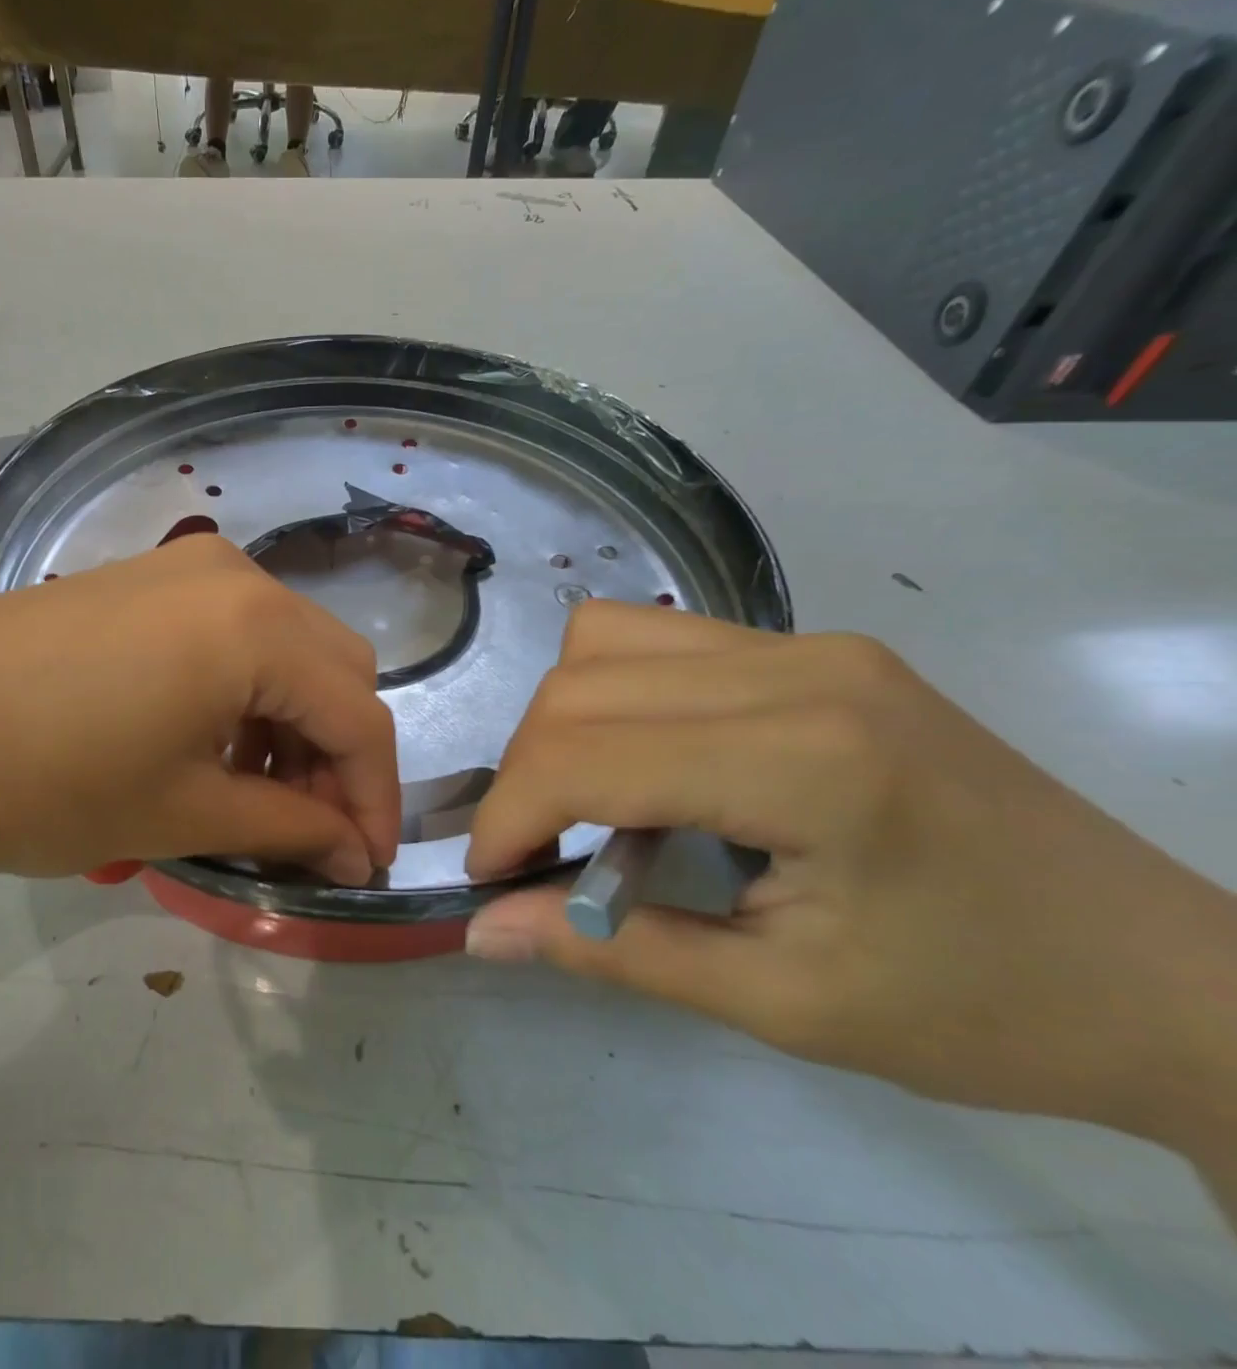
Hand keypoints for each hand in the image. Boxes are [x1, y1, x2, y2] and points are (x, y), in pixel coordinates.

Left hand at [0, 534, 398, 884]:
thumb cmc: (38, 780)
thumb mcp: (179, 813)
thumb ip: (290, 829)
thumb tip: (354, 854)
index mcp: (257, 627)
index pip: (360, 719)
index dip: (375, 802)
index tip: (365, 871)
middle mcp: (237, 576)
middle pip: (336, 672)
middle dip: (339, 758)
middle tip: (308, 833)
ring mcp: (187, 568)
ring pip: (289, 651)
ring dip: (294, 726)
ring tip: (256, 797)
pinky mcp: (146, 580)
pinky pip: (235, 634)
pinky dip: (248, 694)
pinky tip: (211, 745)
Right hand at [463, 601, 1236, 1149]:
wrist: (1175, 977)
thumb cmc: (982, 1011)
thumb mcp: (781, 1003)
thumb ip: (613, 951)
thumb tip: (483, 930)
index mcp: (803, 759)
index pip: (586, 755)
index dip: (510, 815)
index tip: (490, 878)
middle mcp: (797, 668)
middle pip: (580, 684)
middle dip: (526, 771)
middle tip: (537, 852)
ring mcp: (810, 644)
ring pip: (606, 639)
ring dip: (563, 723)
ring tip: (589, 802)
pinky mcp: (816, 648)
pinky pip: (660, 641)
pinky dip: (614, 697)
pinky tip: (649, 765)